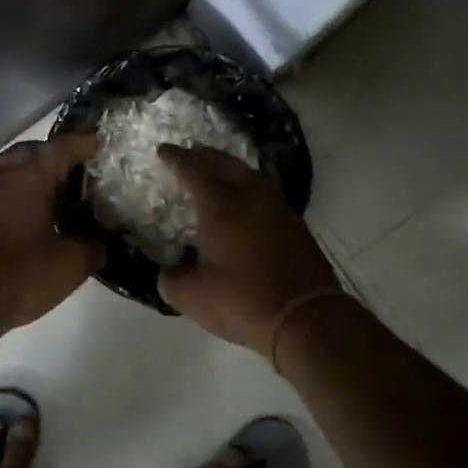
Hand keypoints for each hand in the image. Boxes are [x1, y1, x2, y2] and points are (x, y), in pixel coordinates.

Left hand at [0, 134, 103, 338]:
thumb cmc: (19, 276)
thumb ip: (95, 246)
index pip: (64, 146)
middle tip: (78, 175)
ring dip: (31, 178)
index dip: (86, 144)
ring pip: (9, 171)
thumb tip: (103, 241)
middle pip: (32, 152)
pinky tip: (24, 221)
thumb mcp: (71, 265)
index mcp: (29, 176)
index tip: (103, 147)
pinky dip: (13, 197)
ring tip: (54, 199)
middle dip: (56, 158)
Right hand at [156, 144, 341, 354]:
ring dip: (229, 169)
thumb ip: (170, 280)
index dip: (176, 158)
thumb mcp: (191, 296)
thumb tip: (168, 271)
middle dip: (204, 155)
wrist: (304, 316)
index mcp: (220, 205)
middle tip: (189, 154)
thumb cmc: (241, 300)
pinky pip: (265, 193)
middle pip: (225, 162)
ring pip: (250, 175)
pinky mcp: (295, 224)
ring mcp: (277, 208)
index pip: (193, 169)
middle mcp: (250, 196)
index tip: (163, 151)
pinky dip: (248, 189)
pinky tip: (244, 204)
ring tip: (216, 174)